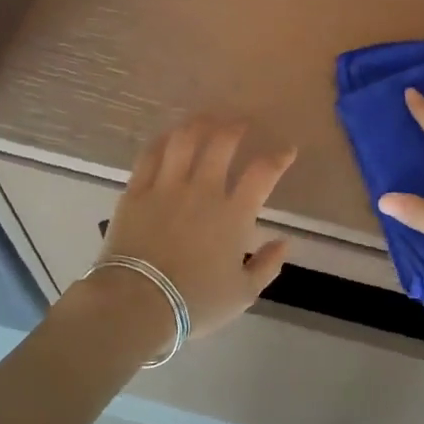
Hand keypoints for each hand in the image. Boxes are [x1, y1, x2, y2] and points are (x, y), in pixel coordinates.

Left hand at [95, 118, 294, 337]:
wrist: (137, 303)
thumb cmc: (195, 302)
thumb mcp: (243, 293)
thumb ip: (267, 265)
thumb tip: (285, 242)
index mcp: (234, 214)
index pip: (263, 173)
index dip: (279, 157)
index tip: (286, 150)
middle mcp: (203, 190)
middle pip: (222, 143)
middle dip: (235, 128)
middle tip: (240, 124)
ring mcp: (166, 187)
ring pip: (184, 140)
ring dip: (198, 124)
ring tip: (206, 120)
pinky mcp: (136, 191)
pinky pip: (150, 155)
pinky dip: (163, 141)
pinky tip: (169, 137)